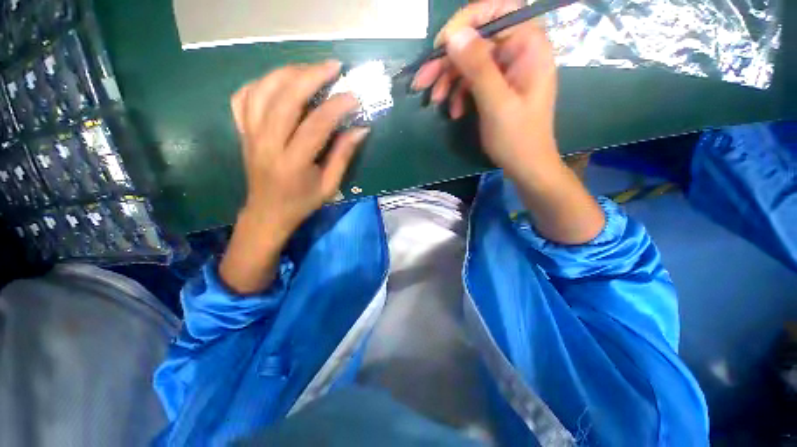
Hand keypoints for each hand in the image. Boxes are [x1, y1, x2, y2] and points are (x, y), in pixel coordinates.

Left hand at [220, 61, 368, 293]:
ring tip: (309, 69)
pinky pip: (243, 97)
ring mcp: (250, 135)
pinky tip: (278, 82)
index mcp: (293, 163)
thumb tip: (360, 129)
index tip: (353, 96)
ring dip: (287, 73)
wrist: (267, 213)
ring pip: (262, 91)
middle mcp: (267, 144)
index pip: (315, 125)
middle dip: (310, 76)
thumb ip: (343, 156)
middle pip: (284, 99)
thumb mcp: (329, 186)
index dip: (336, 107)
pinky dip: (260, 82)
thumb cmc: (302, 203)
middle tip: (333, 66)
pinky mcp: (242, 132)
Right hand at [413, 1, 558, 182]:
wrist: (524, 165)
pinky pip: (471, 80)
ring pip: (469, 62)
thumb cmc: (517, 137)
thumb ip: (478, 67)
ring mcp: (505, 69)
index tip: (441, 45)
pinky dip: (458, 93)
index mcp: (528, 46)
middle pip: (476, 40)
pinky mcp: (496, 86)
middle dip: (447, 61)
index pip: (497, 11)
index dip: (466, 21)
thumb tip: (454, 35)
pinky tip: (454, 111)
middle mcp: (517, 51)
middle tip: (422, 81)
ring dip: (448, 80)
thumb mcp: (497, 103)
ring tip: (435, 101)